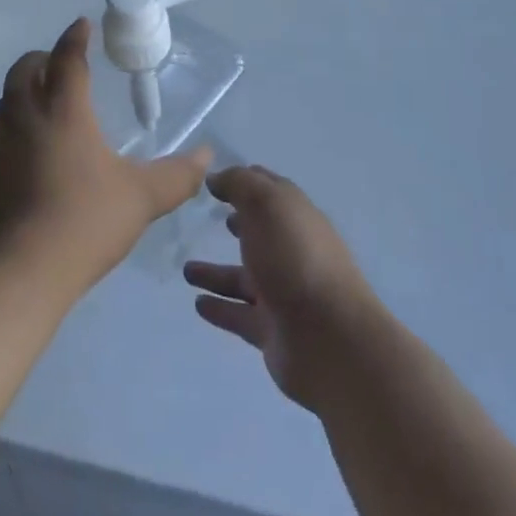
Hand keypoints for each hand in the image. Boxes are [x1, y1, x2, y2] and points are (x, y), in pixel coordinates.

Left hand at [0, 18, 209, 297]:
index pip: (67, 58)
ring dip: (22, 92)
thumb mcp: (141, 199)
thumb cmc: (82, 223)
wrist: (14, 274)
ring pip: (4, 101)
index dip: (76, 37)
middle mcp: (23, 116)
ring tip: (41, 105)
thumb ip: (176, 176)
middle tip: (60, 64)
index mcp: (62, 110)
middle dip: (43, 58)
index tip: (82, 24)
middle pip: (25, 69)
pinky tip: (24, 155)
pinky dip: (10, 129)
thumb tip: (206, 156)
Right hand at [185, 167, 379, 411]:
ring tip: (186, 270)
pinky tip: (197, 304)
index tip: (213, 181)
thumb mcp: (266, 204)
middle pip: (259, 234)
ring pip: (243, 278)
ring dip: (216, 272)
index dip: (243, 182)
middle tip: (208, 219)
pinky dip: (219, 308)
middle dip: (238, 224)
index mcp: (295, 217)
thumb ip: (239, 184)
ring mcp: (283, 293)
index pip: (269, 190)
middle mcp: (290, 252)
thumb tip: (216, 177)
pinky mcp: (272, 330)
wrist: (329, 339)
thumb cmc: (296, 258)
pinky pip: (239, 314)